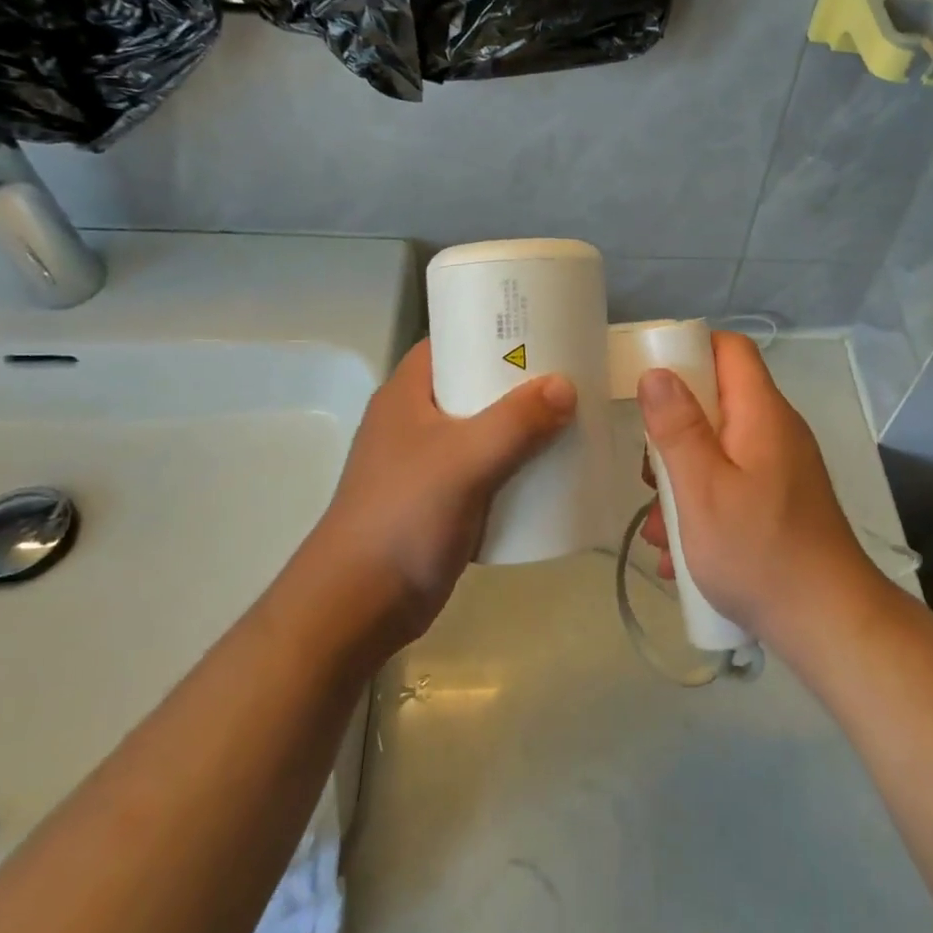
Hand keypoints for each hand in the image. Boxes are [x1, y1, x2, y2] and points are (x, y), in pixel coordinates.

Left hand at [313, 339, 574, 645]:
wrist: (359, 606)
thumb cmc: (404, 516)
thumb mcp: (464, 460)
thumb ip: (516, 422)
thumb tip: (566, 386)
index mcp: (408, 393)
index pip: (453, 340)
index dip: (493, 328)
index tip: (542, 326)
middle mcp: (417, 419)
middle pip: (476, 383)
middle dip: (521, 380)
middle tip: (572, 371)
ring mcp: (428, 461)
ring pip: (486, 427)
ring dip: (524, 424)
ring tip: (572, 414)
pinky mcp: (442, 498)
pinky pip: (489, 467)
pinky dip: (517, 463)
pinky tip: (552, 467)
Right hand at [636, 332, 878, 647]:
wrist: (829, 625)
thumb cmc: (759, 552)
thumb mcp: (703, 489)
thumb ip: (677, 428)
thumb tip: (656, 372)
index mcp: (761, 413)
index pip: (729, 349)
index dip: (689, 352)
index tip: (649, 380)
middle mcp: (776, 431)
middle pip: (717, 403)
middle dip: (674, 436)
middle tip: (649, 474)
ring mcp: (781, 468)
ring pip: (719, 451)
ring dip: (682, 483)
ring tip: (659, 531)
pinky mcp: (780, 502)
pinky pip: (733, 486)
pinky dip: (704, 509)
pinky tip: (680, 554)